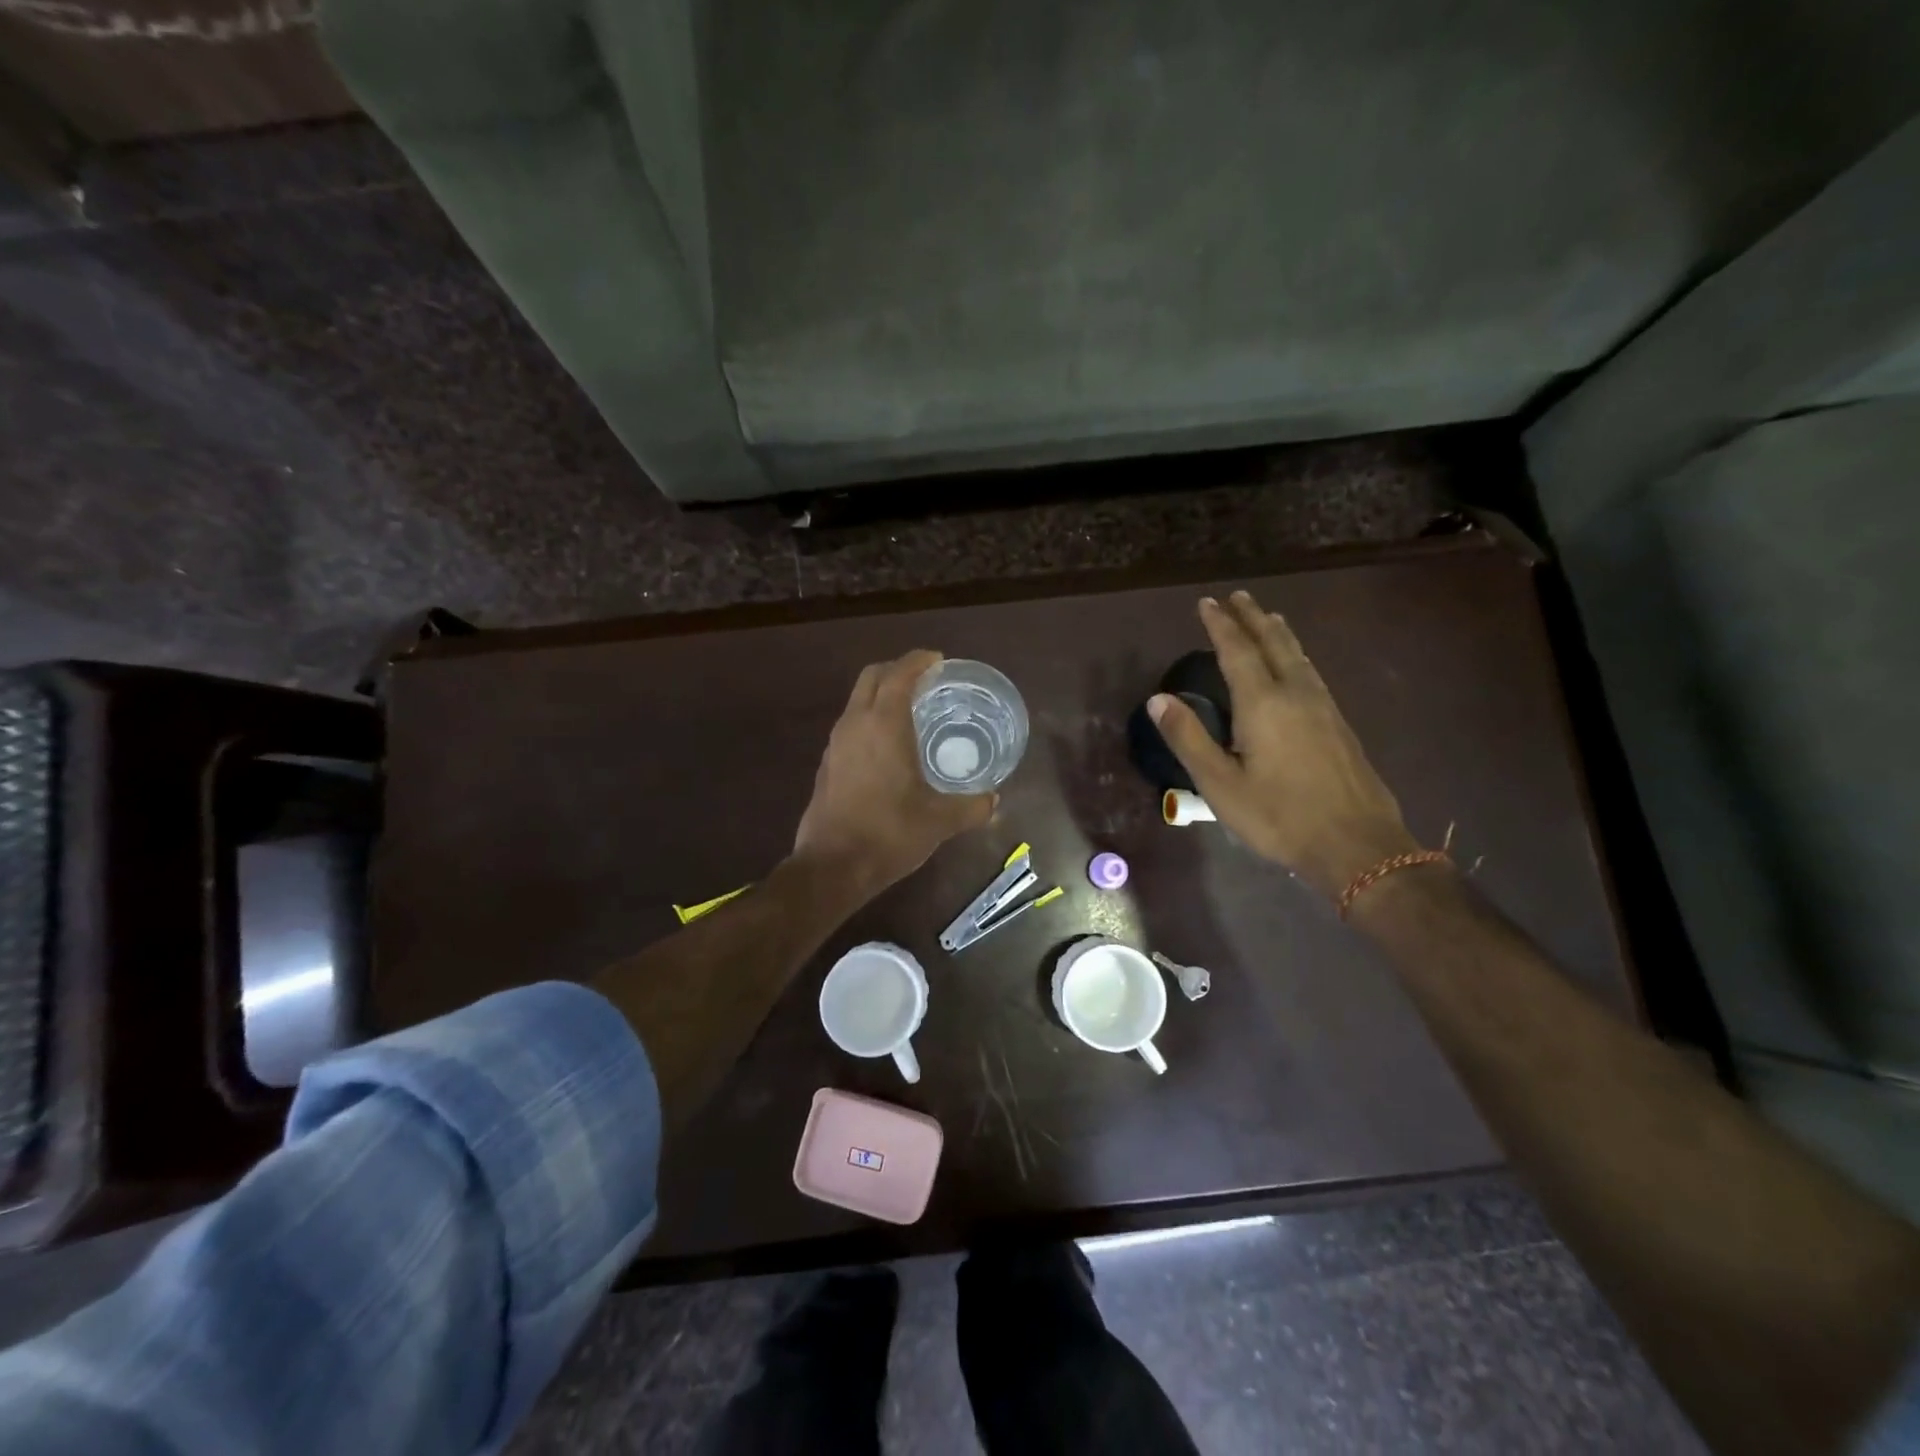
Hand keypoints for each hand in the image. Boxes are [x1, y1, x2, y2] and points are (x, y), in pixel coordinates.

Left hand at [794, 649, 996, 893]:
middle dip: (897, 670)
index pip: (900, 675)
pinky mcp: (827, 764)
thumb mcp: (939, 821)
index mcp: (884, 725)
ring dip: (881, 694)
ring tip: (911, 709)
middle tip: (926, 679)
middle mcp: (855, 724)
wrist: (832, 867)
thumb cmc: (889, 833)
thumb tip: (994, 801)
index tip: (938, 660)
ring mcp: (836, 744)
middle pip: (872, 677)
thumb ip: (971, 807)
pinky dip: (870, 719)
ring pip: (858, 700)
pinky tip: (889, 746)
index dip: (919, 661)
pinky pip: (851, 725)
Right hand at [1149, 591, 1419, 898]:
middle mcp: (1295, 694)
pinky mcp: (1339, 724)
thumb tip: (1158, 699)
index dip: (1220, 625)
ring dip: (1278, 633)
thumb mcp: (1220, 784)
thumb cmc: (1278, 816)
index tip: (1207, 602)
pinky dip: (1296, 655)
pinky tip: (1298, 665)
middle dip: (1252, 618)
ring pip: (1298, 656)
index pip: (1237, 651)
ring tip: (1269, 617)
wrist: (1357, 844)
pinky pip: (1311, 673)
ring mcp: (1323, 707)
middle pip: (1273, 644)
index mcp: (1263, 703)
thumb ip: (1188, 738)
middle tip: (1238, 597)